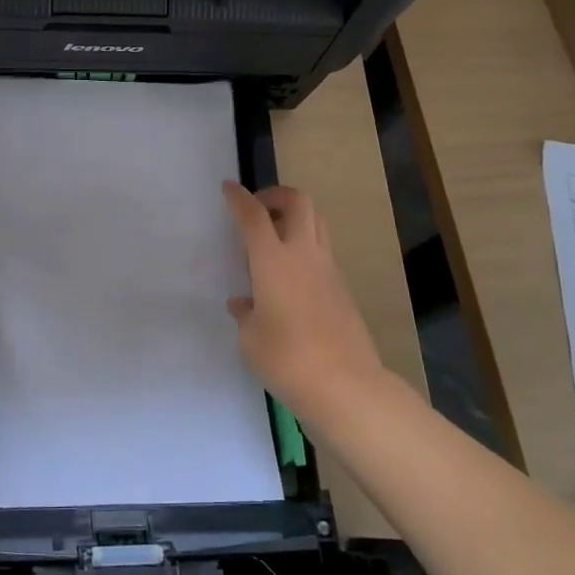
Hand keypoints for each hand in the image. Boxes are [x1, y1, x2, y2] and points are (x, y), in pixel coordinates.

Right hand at [222, 182, 386, 419]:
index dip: (239, 199)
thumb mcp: (250, 338)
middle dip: (277, 195)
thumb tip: (245, 303)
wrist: (345, 385)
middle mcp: (303, 256)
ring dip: (295, 219)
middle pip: (299, 203)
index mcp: (273, 261)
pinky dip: (304, 250)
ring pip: (317, 224)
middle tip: (259, 208)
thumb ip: (246, 313)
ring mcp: (328, 271)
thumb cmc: (286, 358)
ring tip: (273, 239)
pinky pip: (322, 253)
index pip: (254, 217)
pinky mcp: (342, 290)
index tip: (229, 188)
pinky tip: (287, 279)